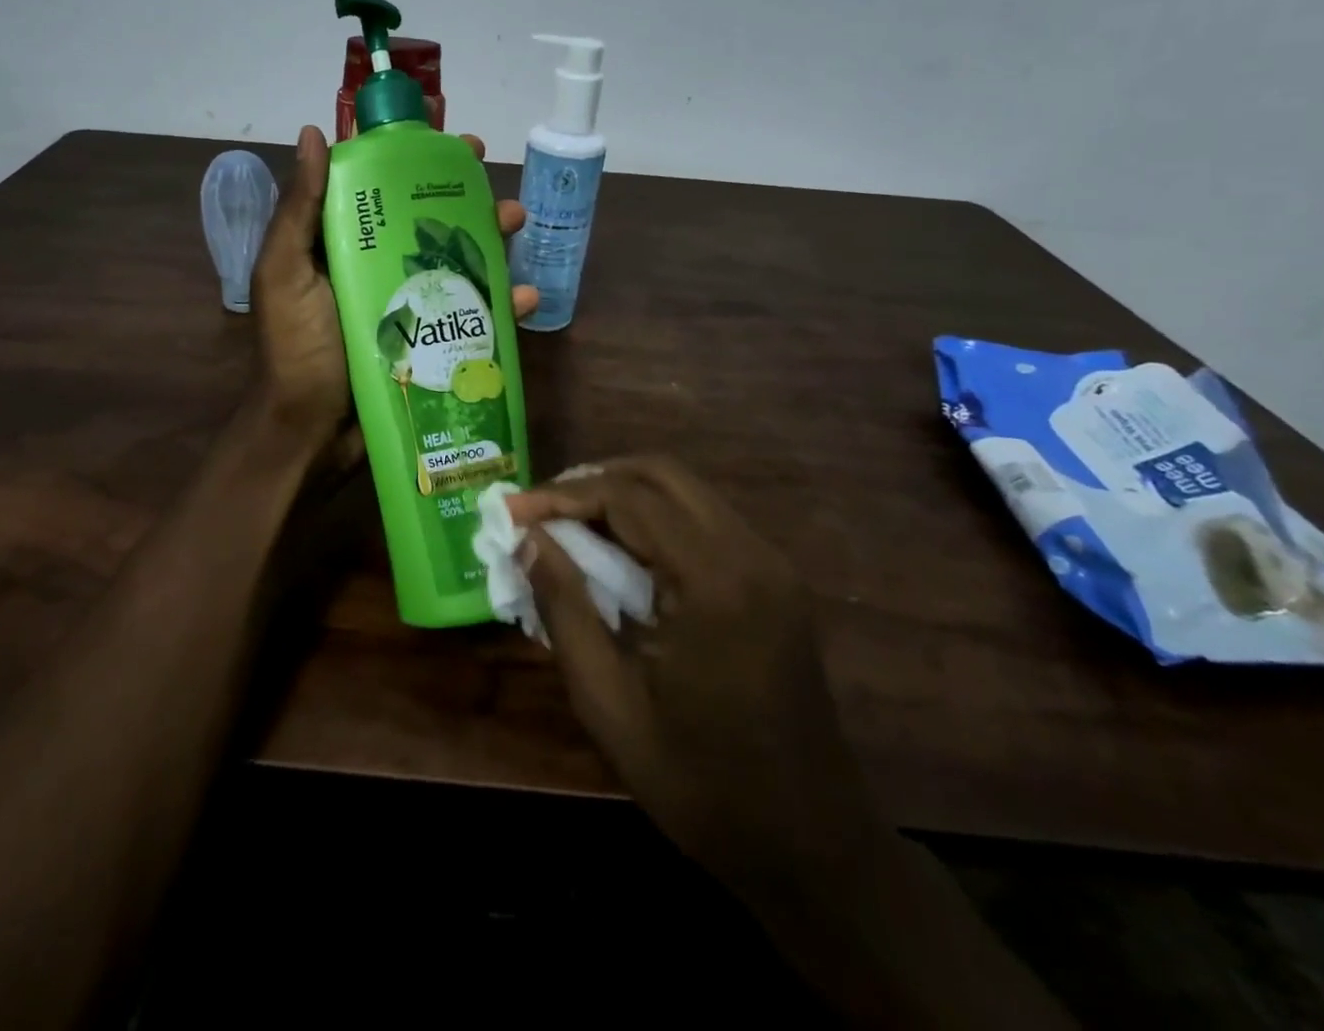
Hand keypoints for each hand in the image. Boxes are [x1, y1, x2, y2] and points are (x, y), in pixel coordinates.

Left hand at [250, 125, 536, 456]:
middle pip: (430, 224)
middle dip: (468, 202)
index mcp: (341, 245)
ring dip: (492, 242)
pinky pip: (471, 315)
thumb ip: (299, 209)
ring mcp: (407, 306)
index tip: (454, 146)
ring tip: (518, 225)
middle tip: (497, 188)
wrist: (310, 433)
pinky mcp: (430, 342)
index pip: (383, 188)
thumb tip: (314, 134)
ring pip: (458, 263)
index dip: (418, 163)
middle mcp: (377, 268)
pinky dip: (501, 305)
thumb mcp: (285, 274)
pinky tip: (525, 297)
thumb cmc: (296, 349)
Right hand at [507, 457, 883, 895]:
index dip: (561, 495)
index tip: (511, 511)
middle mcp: (752, 554)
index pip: (628, 498)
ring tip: (569, 525)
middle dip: (593, 480)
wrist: (812, 849)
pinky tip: (621, 551)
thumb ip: (564, 608)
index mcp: (715, 582)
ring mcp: (773, 565)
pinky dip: (655, 519)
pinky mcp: (778, 582)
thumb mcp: (608, 703)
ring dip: (624, 495)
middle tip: (541, 510)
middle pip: (662, 473)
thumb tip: (527, 539)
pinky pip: (706, 521)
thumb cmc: (700, 784)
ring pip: (686, 491)